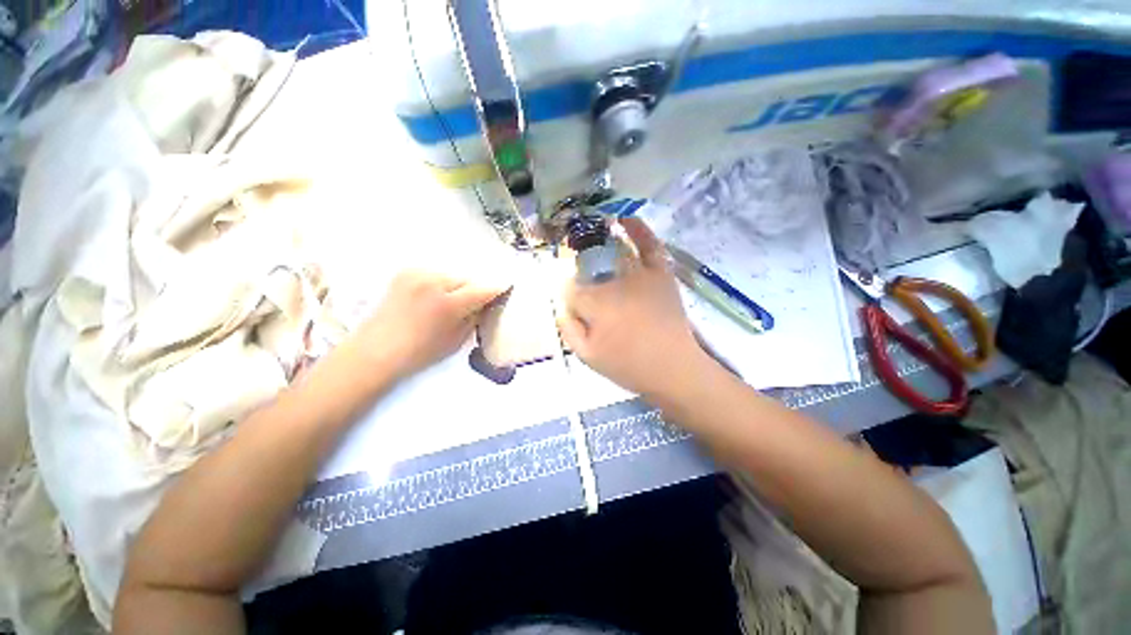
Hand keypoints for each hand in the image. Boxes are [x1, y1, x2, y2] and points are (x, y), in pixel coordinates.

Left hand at [352, 270, 508, 380]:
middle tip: (475, 303)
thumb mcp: (457, 340)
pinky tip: (433, 297)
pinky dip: (441, 284)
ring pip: (452, 276)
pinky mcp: (406, 272)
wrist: (375, 350)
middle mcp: (433, 282)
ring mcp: (417, 274)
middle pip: (468, 279)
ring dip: (457, 286)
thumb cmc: (420, 352)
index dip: (498, 289)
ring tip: (450, 302)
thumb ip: (475, 317)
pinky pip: (435, 274)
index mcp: (447, 303)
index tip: (508, 288)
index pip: (483, 289)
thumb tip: (486, 303)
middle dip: (474, 290)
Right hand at [559, 218, 706, 396]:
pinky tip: (625, 218)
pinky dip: (638, 229)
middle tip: (581, 283)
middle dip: (580, 272)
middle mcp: (615, 282)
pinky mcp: (660, 273)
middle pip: (589, 269)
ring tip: (589, 229)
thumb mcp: (587, 356)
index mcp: (595, 304)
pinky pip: (649, 245)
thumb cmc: (628, 366)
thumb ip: (568, 328)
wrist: (673, 368)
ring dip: (599, 238)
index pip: (570, 289)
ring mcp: (640, 274)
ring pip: (613, 251)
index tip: (570, 302)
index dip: (567, 294)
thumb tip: (561, 305)